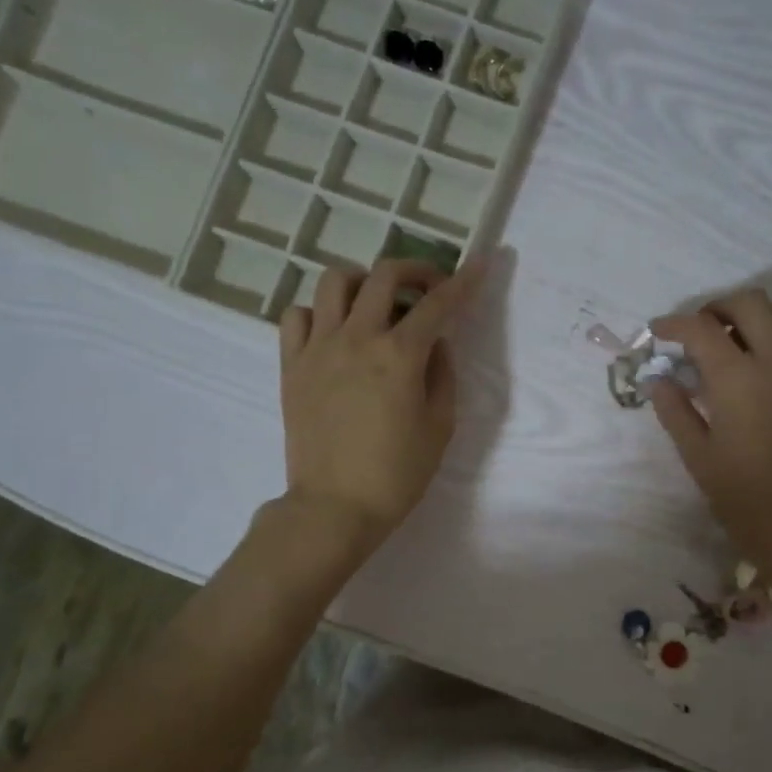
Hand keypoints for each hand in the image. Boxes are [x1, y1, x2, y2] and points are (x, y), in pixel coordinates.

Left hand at [277, 256, 486, 556]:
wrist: (335, 507)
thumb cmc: (397, 474)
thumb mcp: (439, 428)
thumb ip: (442, 376)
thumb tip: (436, 344)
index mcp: (399, 356)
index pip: (438, 304)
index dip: (464, 281)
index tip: (480, 263)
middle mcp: (357, 339)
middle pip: (384, 275)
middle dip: (415, 270)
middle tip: (428, 287)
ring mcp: (318, 348)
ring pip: (334, 282)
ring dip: (363, 281)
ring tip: (376, 303)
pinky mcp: (291, 365)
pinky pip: (297, 316)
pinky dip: (319, 312)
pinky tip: (334, 331)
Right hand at [650, 290, 771, 583]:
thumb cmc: (747, 501)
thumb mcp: (699, 459)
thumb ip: (675, 411)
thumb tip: (658, 379)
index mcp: (738, 378)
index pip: (700, 328)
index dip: (673, 324)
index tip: (659, 331)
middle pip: (748, 302)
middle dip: (716, 307)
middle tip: (698, 331)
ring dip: (756, 314)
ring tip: (738, 339)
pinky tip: (771, 363)